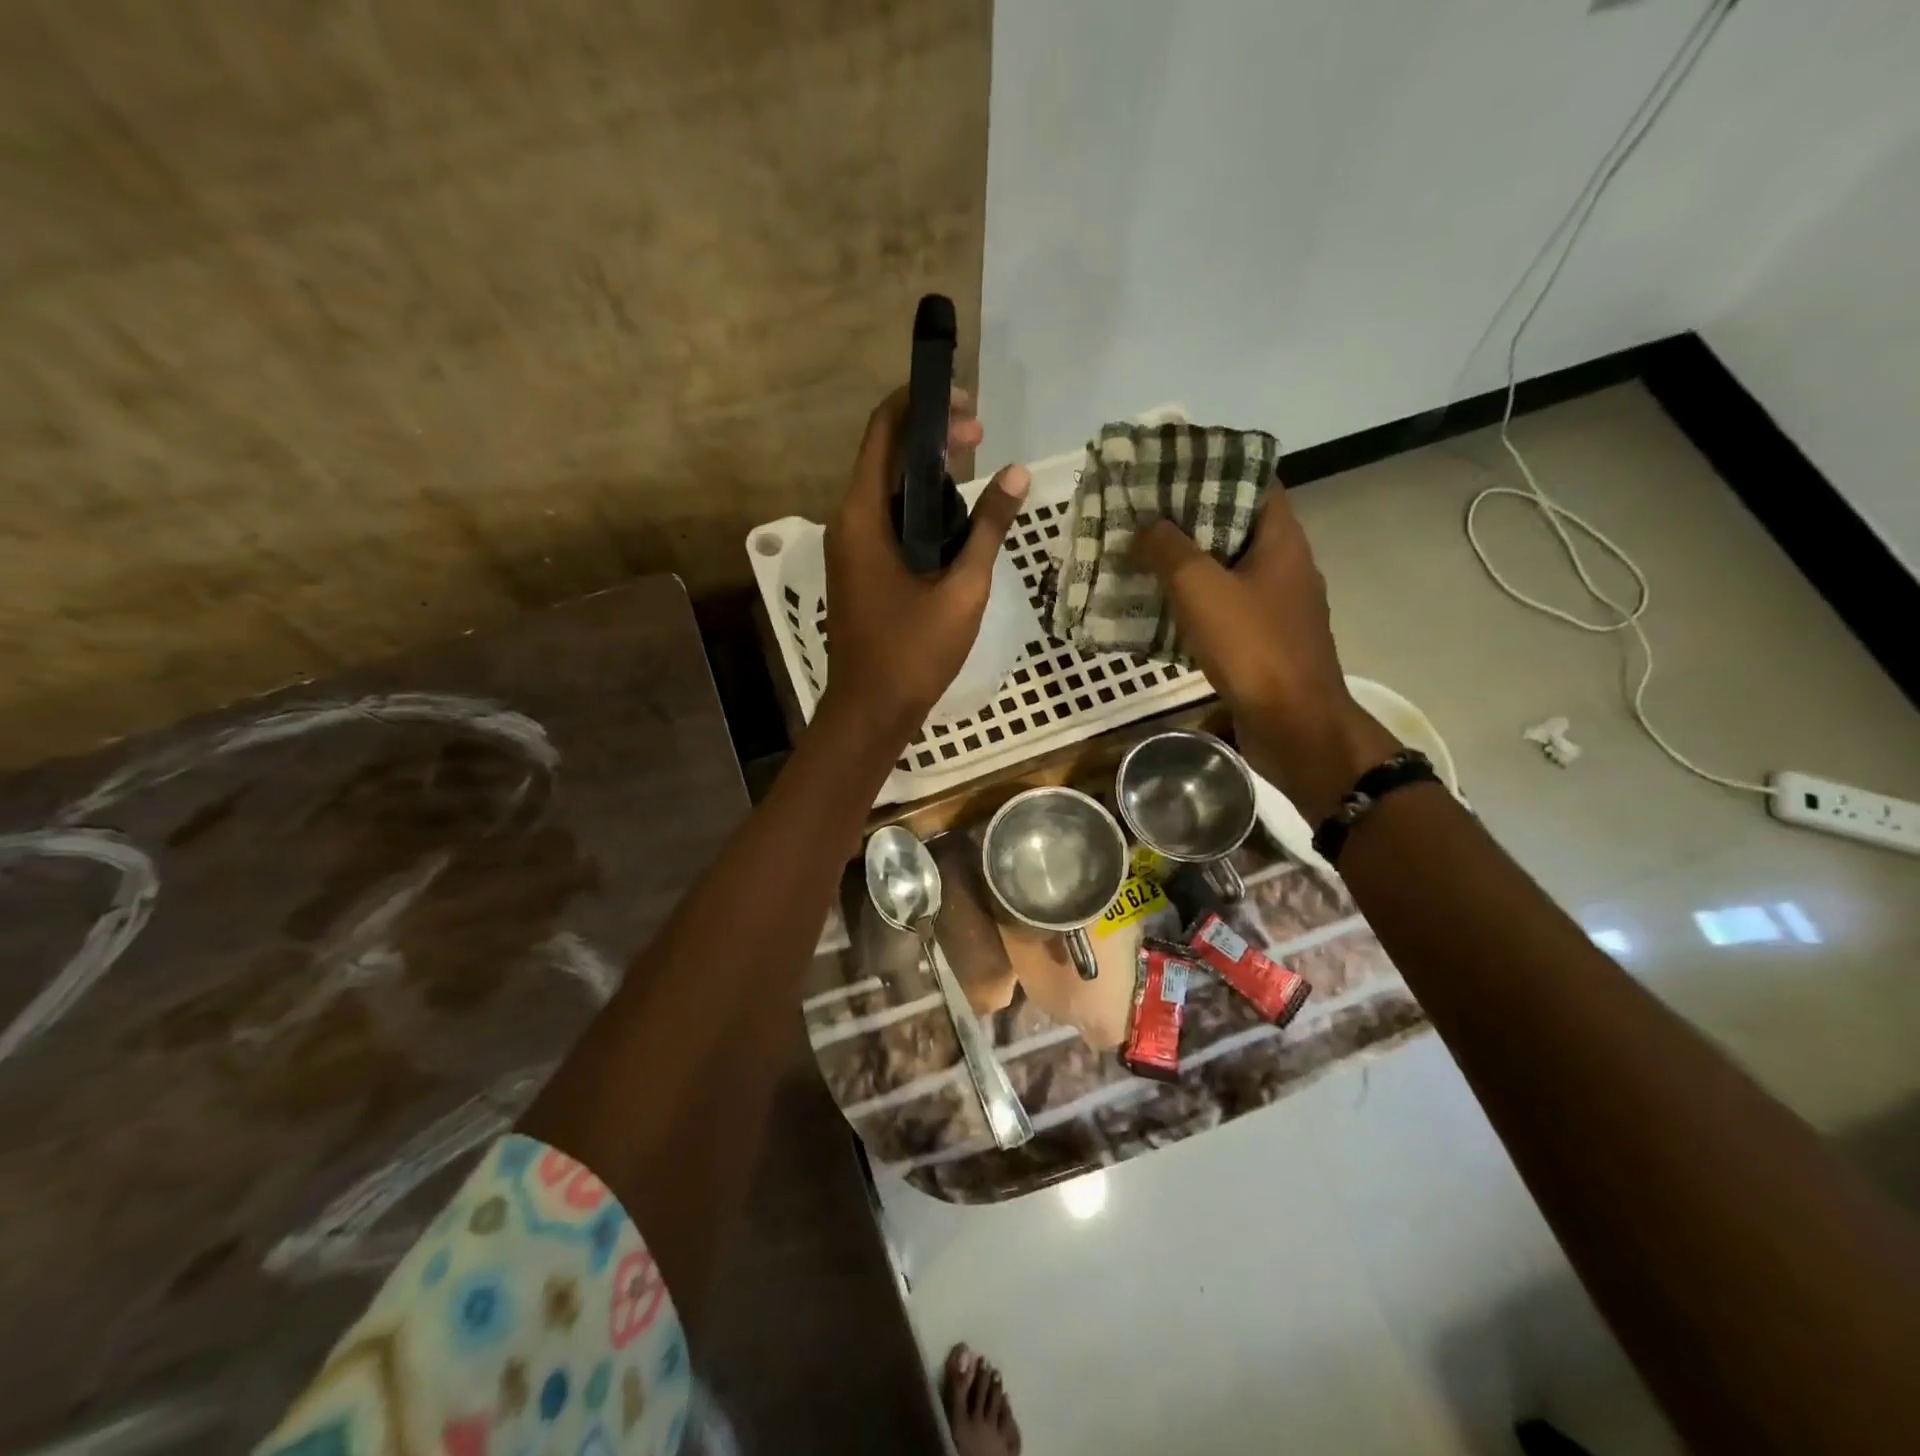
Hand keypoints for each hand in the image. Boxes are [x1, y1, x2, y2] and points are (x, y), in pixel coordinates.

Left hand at [820, 386, 1030, 738]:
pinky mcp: (860, 568)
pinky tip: (954, 517)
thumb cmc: (914, 651)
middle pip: (885, 455)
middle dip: (932, 435)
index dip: (922, 403)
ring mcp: (850, 546)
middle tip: (982, 435)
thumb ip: (988, 528)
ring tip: (976, 467)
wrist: (871, 709)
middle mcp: (847, 521)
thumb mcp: (962, 589)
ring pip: (886, 489)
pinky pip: (887, 520)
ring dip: (927, 472)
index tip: (967, 403)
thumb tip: (1019, 474)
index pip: (883, 430)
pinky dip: (919, 506)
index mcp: (862, 515)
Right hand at [1135, 489, 1397, 822]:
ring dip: (1186, 566)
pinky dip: (1192, 606)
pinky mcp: (1262, 644)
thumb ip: (1169, 550)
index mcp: (1282, 541)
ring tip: (1139, 558)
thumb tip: (1144, 525)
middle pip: (1234, 528)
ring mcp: (1276, 609)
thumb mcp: (1201, 589)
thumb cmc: (1253, 648)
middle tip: (1140, 515)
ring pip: (1225, 573)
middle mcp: (1284, 567)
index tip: (1171, 469)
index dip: (1215, 470)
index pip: (1254, 484)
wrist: (1293, 726)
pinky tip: (1156, 611)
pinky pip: (1222, 611)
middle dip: (1188, 520)